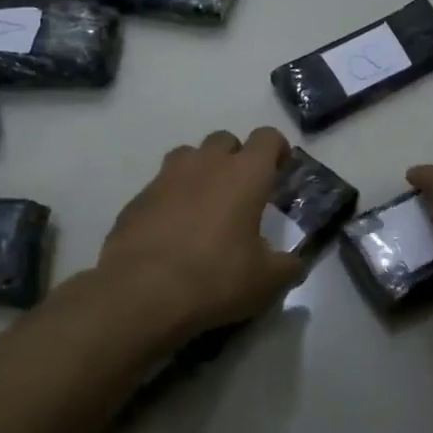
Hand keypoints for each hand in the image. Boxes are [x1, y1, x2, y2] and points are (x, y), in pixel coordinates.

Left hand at [97, 127, 305, 344]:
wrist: (141, 294)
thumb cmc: (215, 279)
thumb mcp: (267, 282)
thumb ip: (288, 266)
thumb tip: (295, 262)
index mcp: (244, 174)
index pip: (267, 137)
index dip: (277, 149)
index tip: (281, 170)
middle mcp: (205, 164)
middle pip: (225, 140)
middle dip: (236, 158)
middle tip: (242, 192)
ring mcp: (166, 177)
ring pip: (188, 157)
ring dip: (201, 172)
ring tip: (205, 206)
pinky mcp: (137, 199)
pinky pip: (161, 187)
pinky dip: (171, 199)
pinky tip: (172, 232)